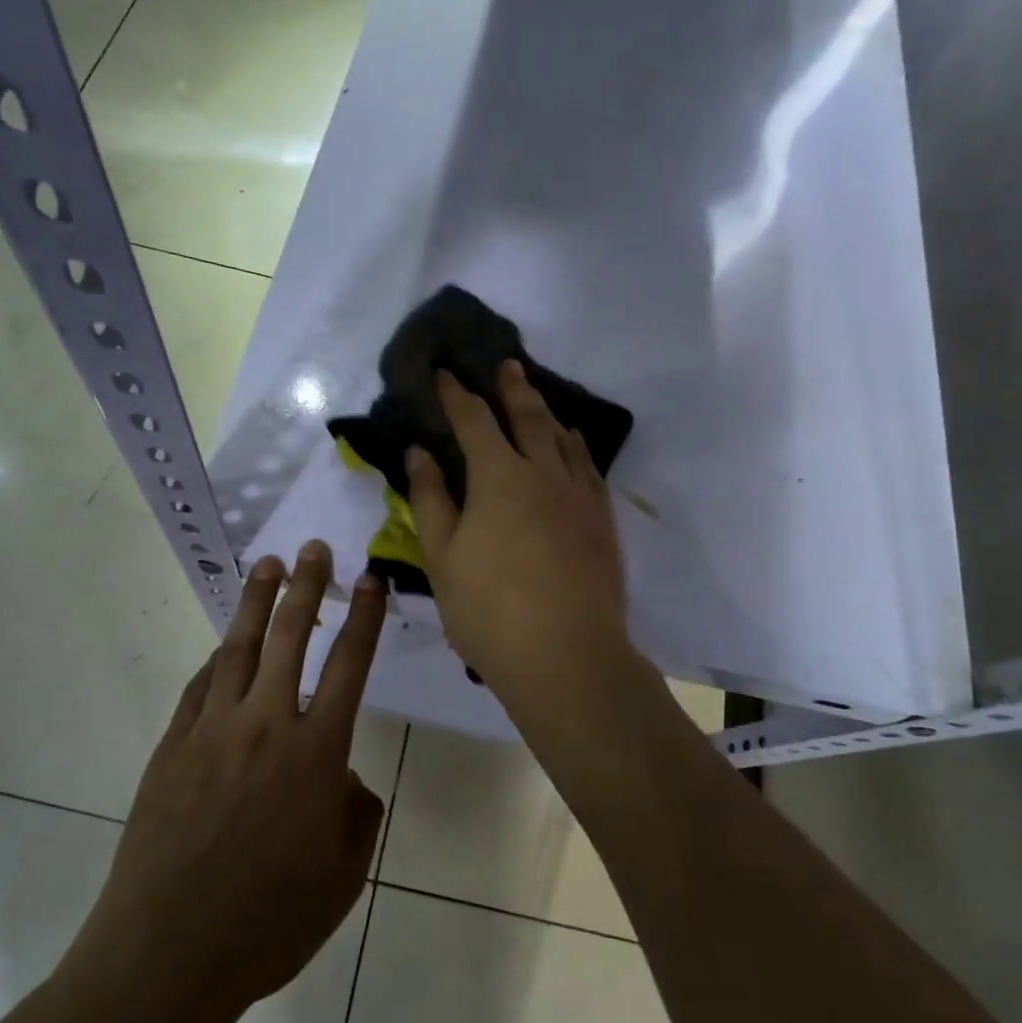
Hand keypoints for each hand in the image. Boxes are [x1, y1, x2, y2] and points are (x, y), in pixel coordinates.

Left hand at [61, 542, 387, 1022]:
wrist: (167, 955)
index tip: (372, 580)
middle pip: (292, 636)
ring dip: (257, 602)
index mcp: (317, 753)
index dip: (364, 619)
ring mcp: (213, 730)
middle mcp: (266, 725)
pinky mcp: (173, 745)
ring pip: (240, 647)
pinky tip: (224, 647)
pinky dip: (218, 659)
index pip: (349, 665)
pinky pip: (200, 686)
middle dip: (307, 586)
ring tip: (268, 565)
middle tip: (314, 548)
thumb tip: (345, 780)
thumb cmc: (269, 922)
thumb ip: (357, 815)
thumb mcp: (342, 877)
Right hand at [408, 360, 635, 716]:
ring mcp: (579, 494)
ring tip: (537, 398)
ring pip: (563, 438)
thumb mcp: (442, 556)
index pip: (473, 421)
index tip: (443, 373)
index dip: (456, 395)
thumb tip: (419, 452)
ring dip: (547, 412)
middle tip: (506, 365)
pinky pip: (589, 467)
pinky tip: (573, 447)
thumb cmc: (490, 610)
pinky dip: (576, 447)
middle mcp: (543, 472)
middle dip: (512, 388)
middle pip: (528, 417)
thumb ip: (430, 499)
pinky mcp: (602, 519)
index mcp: (499, 477)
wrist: (567, 656)